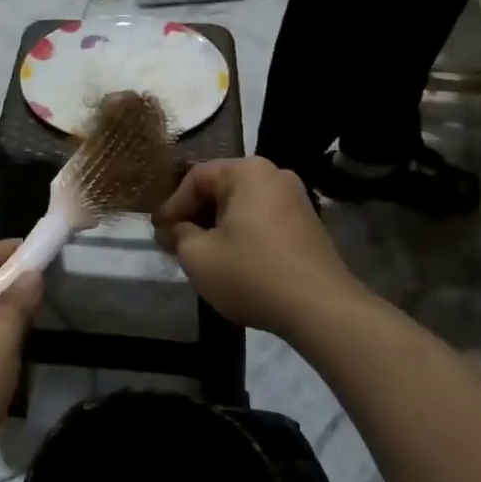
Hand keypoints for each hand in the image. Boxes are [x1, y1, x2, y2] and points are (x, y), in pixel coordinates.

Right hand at [153, 158, 363, 340]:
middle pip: (220, 188)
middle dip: (194, 215)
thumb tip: (173, 229)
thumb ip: (178, 234)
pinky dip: (243, 233)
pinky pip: (263, 219)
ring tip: (201, 253)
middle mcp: (274, 174)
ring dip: (217, 225)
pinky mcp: (308, 224)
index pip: (195, 178)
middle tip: (175, 242)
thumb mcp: (198, 256)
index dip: (172, 205)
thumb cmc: (252, 274)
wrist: (322, 309)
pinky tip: (233, 260)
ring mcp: (296, 198)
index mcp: (247, 171)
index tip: (158, 233)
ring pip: (241, 205)